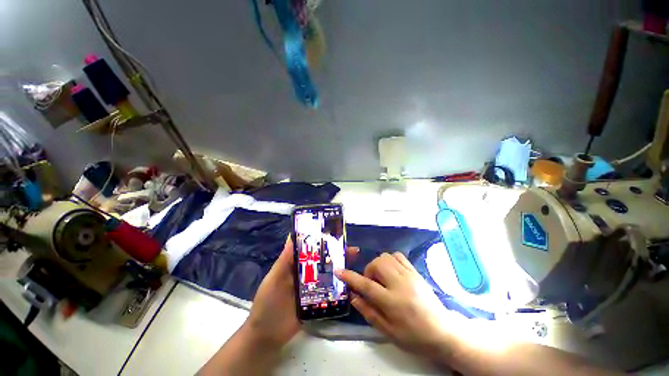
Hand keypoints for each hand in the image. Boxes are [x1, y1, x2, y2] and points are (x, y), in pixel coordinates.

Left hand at [244, 238, 359, 348]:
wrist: (267, 335)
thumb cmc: (268, 302)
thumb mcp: (274, 278)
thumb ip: (284, 259)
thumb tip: (291, 235)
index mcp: (296, 265)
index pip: (311, 250)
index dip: (323, 242)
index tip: (336, 236)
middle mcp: (306, 274)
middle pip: (323, 261)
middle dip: (337, 254)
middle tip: (352, 250)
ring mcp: (313, 288)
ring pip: (328, 274)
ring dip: (340, 268)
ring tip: (354, 261)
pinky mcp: (317, 301)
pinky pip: (330, 291)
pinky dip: (339, 286)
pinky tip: (351, 281)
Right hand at [335, 252, 453, 358]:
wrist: (443, 332)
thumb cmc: (414, 337)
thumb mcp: (389, 331)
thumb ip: (369, 312)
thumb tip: (353, 297)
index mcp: (392, 302)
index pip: (366, 285)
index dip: (350, 277)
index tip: (339, 270)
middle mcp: (400, 284)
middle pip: (377, 264)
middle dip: (368, 271)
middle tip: (372, 284)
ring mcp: (409, 275)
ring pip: (386, 257)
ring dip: (378, 265)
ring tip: (382, 278)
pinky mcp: (415, 272)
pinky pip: (398, 256)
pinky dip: (390, 259)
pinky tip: (391, 271)